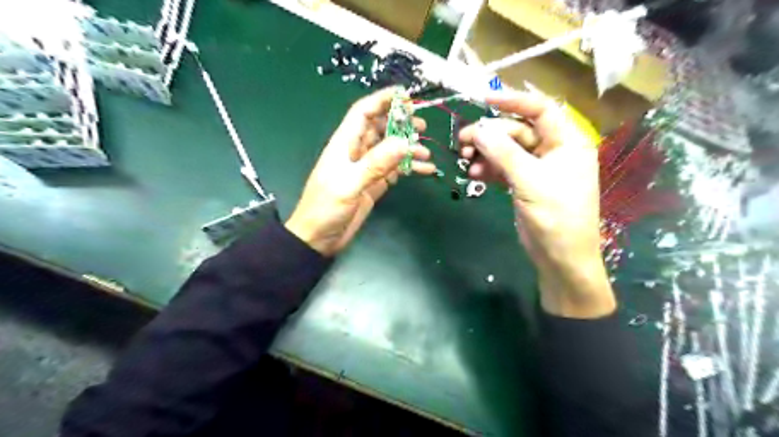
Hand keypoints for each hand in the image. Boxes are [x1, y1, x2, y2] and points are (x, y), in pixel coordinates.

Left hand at [286, 87, 434, 255]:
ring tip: (426, 151)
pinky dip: (410, 168)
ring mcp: (366, 169)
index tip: (405, 94)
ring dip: (408, 148)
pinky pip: (395, 170)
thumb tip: (404, 143)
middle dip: (401, 123)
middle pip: (380, 128)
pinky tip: (425, 170)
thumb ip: (375, 164)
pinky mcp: (374, 185)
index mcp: (344, 144)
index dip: (382, 99)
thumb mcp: (348, 185)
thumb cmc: (325, 209)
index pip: (363, 113)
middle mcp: (356, 152)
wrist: (318, 239)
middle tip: (422, 125)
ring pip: (390, 150)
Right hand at [457, 88, 614, 317]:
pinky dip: (488, 169)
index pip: (540, 109)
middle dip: (490, 135)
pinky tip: (474, 175)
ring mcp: (537, 168)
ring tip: (466, 163)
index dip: (513, 101)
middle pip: (517, 131)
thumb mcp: (530, 182)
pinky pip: (503, 168)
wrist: (560, 258)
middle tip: (463, 142)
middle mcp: (553, 150)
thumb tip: (477, 129)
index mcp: (566, 142)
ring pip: (506, 150)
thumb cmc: (555, 217)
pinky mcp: (524, 184)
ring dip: (485, 154)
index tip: (483, 100)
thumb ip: (504, 153)